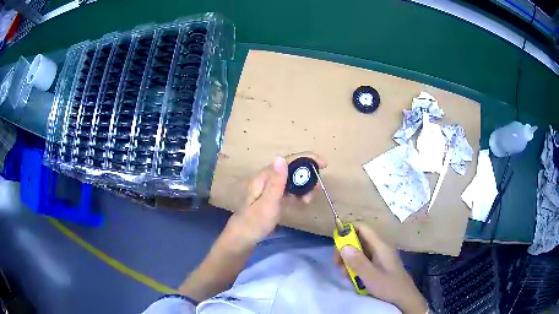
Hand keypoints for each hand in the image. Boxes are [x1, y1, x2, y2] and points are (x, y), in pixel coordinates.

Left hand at [230, 152, 326, 244]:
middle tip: (317, 189)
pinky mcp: (271, 199)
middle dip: (306, 176)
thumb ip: (276, 182)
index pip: (288, 161)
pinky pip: (287, 192)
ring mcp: (269, 190)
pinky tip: (302, 203)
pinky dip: (297, 195)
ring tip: (309, 200)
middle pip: (291, 170)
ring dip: (303, 187)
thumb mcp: (268, 203)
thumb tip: (281, 157)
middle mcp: (267, 180)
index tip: (323, 165)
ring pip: (290, 182)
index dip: (306, 160)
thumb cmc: (255, 222)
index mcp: (264, 177)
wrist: (242, 239)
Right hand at [334, 223, 426, 313]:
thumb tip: (343, 246)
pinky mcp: (377, 264)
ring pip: (358, 251)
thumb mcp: (371, 276)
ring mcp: (378, 256)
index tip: (336, 244)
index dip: (348, 230)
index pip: (362, 228)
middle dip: (345, 250)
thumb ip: (358, 262)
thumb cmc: (389, 286)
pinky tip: (352, 277)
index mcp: (380, 245)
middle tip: (338, 265)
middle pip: (358, 240)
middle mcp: (379, 247)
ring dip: (348, 261)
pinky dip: (354, 266)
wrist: (404, 297)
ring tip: (345, 275)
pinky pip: (362, 260)